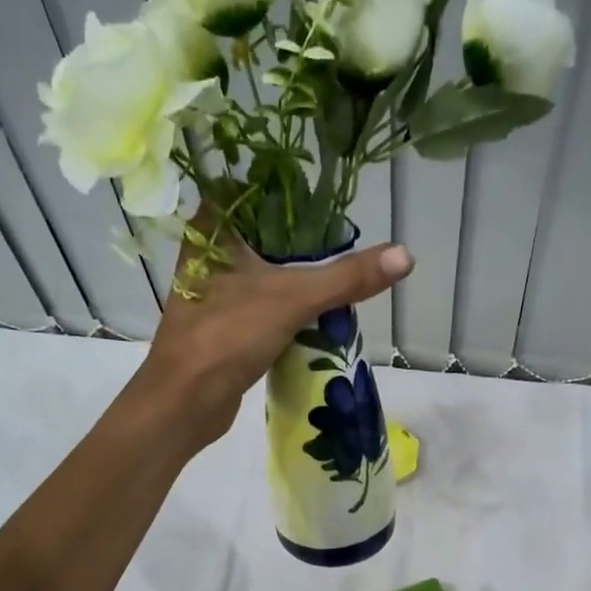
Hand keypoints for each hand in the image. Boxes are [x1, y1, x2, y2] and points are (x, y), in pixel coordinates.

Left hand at [136, 213, 412, 449]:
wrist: (185, 402)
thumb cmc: (228, 335)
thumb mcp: (293, 298)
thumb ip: (347, 276)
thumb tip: (405, 255)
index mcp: (212, 229)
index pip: (252, 188)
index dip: (288, 189)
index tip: (325, 199)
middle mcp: (208, 253)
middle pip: (263, 231)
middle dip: (302, 237)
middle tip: (343, 238)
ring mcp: (213, 290)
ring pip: (263, 269)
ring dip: (296, 273)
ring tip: (338, 270)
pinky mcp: (223, 323)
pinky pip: (262, 302)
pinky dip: (287, 303)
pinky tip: (318, 309)